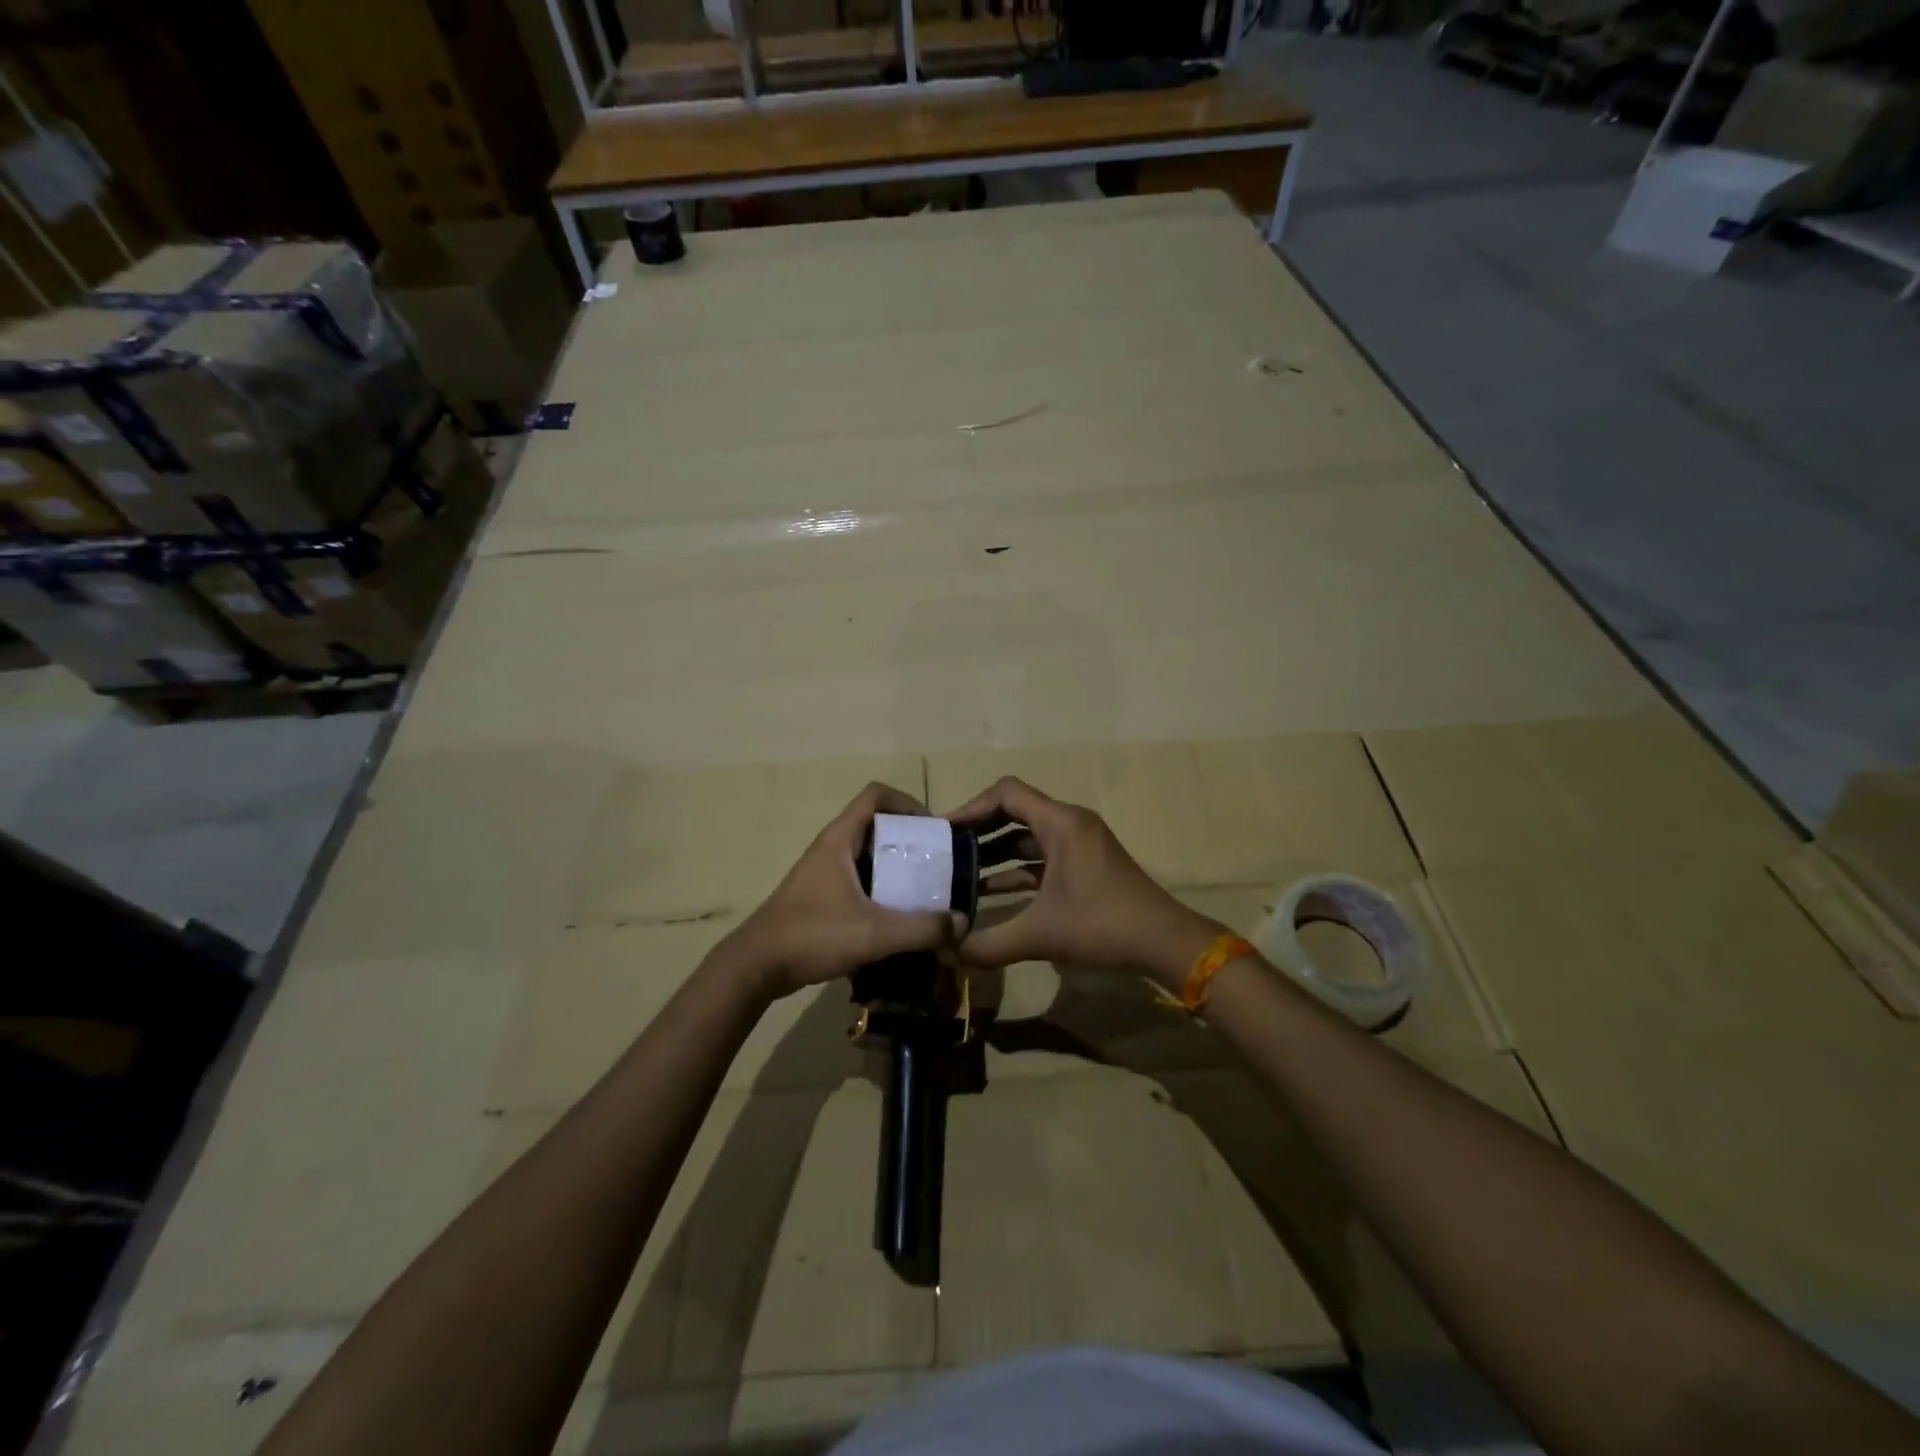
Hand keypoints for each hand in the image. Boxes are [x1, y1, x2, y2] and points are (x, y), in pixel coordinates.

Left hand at [722, 783, 957, 999]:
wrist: (756, 967)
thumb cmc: (812, 936)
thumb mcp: (873, 934)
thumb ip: (921, 929)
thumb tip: (962, 922)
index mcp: (840, 839)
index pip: (876, 794)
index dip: (907, 802)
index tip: (932, 829)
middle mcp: (832, 847)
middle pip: (877, 824)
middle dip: (910, 839)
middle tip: (937, 864)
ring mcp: (825, 871)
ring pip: (869, 854)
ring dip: (897, 866)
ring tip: (926, 890)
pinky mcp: (822, 895)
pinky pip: (860, 878)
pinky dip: (882, 888)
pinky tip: (899, 915)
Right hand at [951, 777, 1224, 988]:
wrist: (1165, 943)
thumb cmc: (1103, 925)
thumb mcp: (1041, 935)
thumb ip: (990, 943)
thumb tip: (950, 952)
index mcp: (1060, 823)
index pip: (1006, 793)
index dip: (971, 807)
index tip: (944, 831)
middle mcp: (1070, 824)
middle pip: (1014, 811)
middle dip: (979, 830)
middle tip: (945, 852)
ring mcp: (1081, 844)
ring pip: (1028, 836)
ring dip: (996, 852)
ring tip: (960, 874)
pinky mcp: (1086, 864)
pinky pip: (1042, 855)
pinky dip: (1017, 868)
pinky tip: (992, 893)